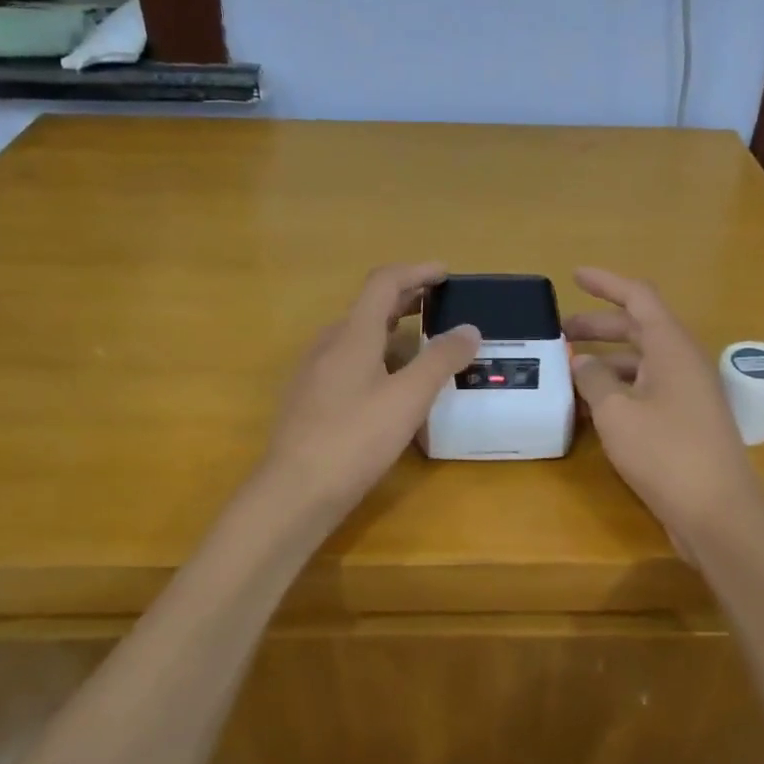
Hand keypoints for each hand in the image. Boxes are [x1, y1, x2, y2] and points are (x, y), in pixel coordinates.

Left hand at [261, 264, 480, 518]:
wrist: (294, 491)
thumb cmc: (355, 438)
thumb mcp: (408, 398)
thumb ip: (440, 360)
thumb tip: (469, 329)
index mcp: (352, 334)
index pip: (384, 282)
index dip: (416, 271)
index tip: (445, 273)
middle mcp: (329, 344)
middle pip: (370, 307)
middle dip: (406, 298)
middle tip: (440, 304)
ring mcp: (314, 372)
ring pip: (357, 336)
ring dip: (391, 330)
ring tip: (422, 345)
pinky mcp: (309, 399)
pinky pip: (348, 362)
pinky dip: (376, 357)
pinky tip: (390, 386)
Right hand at [564, 267, 763, 552]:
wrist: (718, 513)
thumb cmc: (666, 453)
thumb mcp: (617, 412)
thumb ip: (594, 379)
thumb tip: (582, 361)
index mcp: (671, 347)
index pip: (638, 297)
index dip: (606, 283)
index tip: (574, 276)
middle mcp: (683, 362)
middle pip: (638, 329)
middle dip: (598, 326)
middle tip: (560, 333)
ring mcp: (687, 393)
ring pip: (641, 363)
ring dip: (605, 362)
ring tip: (567, 372)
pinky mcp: (685, 422)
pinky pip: (646, 391)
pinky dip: (618, 390)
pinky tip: (590, 409)